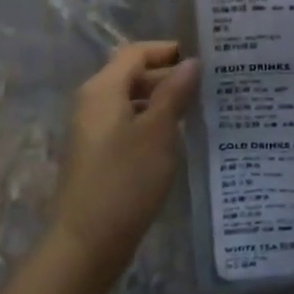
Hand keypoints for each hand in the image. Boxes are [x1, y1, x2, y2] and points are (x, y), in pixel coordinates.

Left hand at [51, 42, 200, 273]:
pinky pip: (127, 124)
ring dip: (162, 101)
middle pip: (132, 74)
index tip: (202, 59)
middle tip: (208, 86)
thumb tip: (191, 62)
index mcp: (103, 89)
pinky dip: (151, 123)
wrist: (86, 243)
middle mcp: (93, 103)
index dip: (168, 50)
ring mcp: (92, 131)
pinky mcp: (97, 155)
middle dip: (168, 76)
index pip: (136, 52)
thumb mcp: (158, 132)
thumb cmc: (125, 180)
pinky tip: (176, 139)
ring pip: (132, 101)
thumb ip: (174, 93)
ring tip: (198, 110)